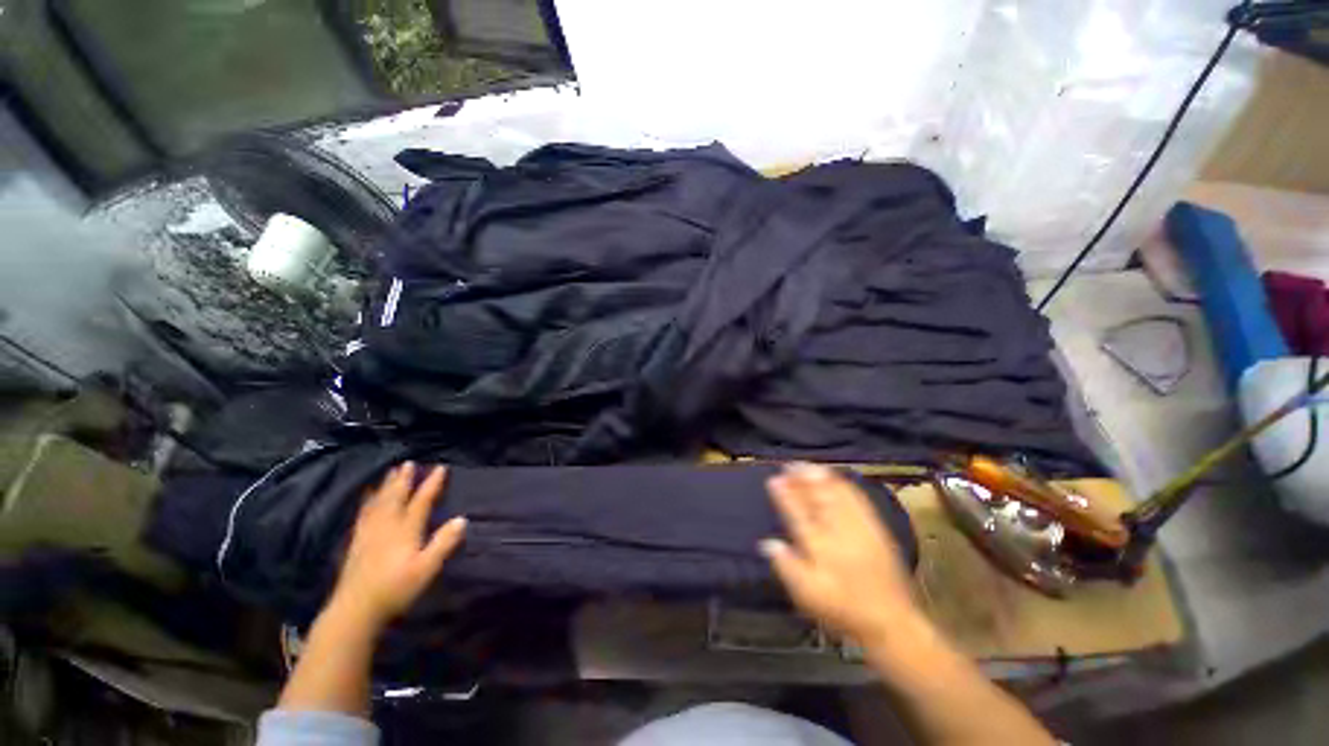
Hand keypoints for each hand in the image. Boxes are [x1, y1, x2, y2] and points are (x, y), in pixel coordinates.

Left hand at [328, 462, 465, 629]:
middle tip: (408, 462)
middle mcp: (386, 526)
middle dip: (403, 479)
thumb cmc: (396, 589)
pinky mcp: (356, 543)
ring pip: (378, 502)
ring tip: (389, 472)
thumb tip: (462, 519)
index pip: (421, 502)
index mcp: (405, 530)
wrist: (355, 609)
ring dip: (386, 486)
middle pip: (395, 497)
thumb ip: (444, 543)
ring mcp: (368, 533)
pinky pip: (363, 514)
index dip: (431, 484)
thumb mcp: (426, 568)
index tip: (440, 467)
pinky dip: (367, 501)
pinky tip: (367, 498)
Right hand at [761, 462, 918, 643]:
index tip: (774, 479)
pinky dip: (846, 486)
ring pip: (839, 495)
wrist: (890, 622)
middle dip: (803, 479)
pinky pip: (860, 501)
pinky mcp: (877, 530)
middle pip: (818, 498)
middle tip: (791, 464)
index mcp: (820, 546)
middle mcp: (839, 531)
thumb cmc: (843, 610)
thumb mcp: (808, 596)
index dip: (784, 494)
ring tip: (810, 466)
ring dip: (823, 478)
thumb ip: (787, 567)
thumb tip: (767, 543)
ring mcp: (860, 528)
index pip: (797, 513)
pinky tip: (839, 479)